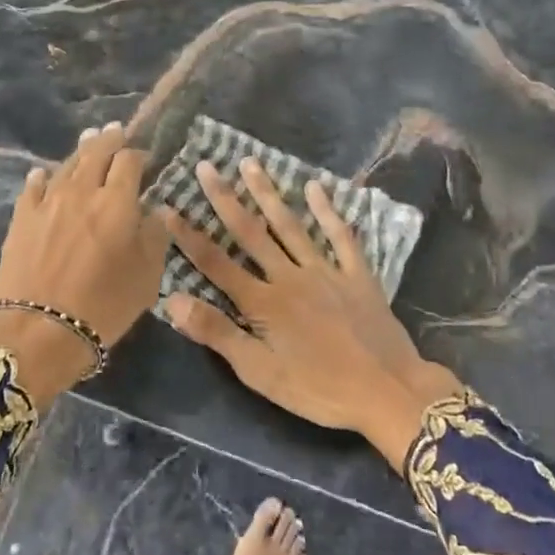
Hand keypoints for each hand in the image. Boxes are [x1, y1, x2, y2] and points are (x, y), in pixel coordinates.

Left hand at [0, 122, 168, 402]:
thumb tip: (154, 210)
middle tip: (116, 132)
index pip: (129, 161)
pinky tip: (43, 174)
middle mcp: (82, 191)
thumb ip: (155, 236)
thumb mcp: (147, 276)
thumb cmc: (104, 306)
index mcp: (117, 201)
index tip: (144, 159)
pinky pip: (33, 187)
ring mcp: (47, 202)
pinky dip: (43, 177)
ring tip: (88, 141)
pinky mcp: (21, 218)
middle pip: (96, 152)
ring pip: (66, 165)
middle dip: (109, 139)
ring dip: (80, 151)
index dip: (138, 155)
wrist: (39, 331)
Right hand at [161, 158, 460, 464]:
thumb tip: (173, 300)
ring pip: (290, 225)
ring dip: (268, 193)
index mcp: (263, 302)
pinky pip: (340, 235)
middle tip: (207, 166)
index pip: (216, 263)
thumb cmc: (319, 389)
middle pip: (251, 232)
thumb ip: (217, 334)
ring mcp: (325, 270)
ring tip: (251, 163)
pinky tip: (316, 186)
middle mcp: (289, 276)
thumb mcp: (260, 373)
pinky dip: (328, 210)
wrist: (387, 391)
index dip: (189, 236)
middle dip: (225, 199)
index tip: (167, 208)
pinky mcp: (357, 274)